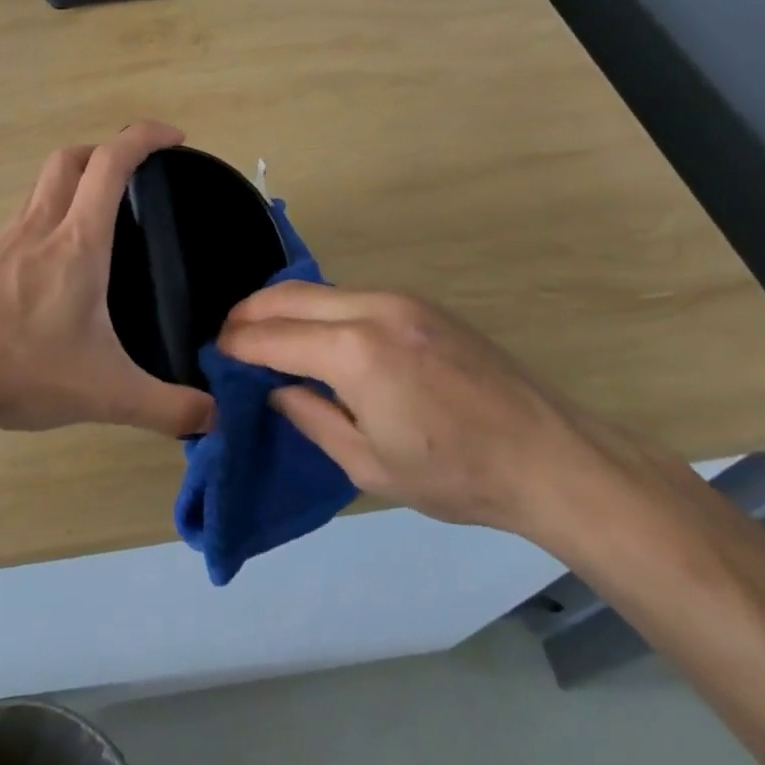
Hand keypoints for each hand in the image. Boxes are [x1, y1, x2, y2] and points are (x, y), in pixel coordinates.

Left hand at [0, 121, 215, 439]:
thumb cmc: (24, 368)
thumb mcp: (106, 394)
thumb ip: (166, 407)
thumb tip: (215, 419)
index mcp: (77, 241)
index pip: (111, 163)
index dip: (145, 137)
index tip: (175, 137)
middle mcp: (42, 225)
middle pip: (71, 158)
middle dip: (108, 150)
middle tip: (138, 174)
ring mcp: (9, 238)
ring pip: (44, 181)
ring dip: (77, 176)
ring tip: (103, 208)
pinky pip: (26, 211)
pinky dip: (51, 207)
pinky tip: (61, 253)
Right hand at [217, 283, 602, 537]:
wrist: (549, 456)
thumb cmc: (455, 474)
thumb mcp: (368, 464)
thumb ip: (311, 418)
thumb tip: (276, 391)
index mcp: (354, 353)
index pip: (273, 337)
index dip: (237, 345)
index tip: (215, 354)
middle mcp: (372, 309)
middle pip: (289, 295)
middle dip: (250, 313)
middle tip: (229, 337)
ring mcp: (400, 300)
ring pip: (320, 289)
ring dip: (285, 307)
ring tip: (265, 335)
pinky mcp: (421, 304)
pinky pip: (351, 296)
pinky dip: (320, 309)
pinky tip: (318, 335)